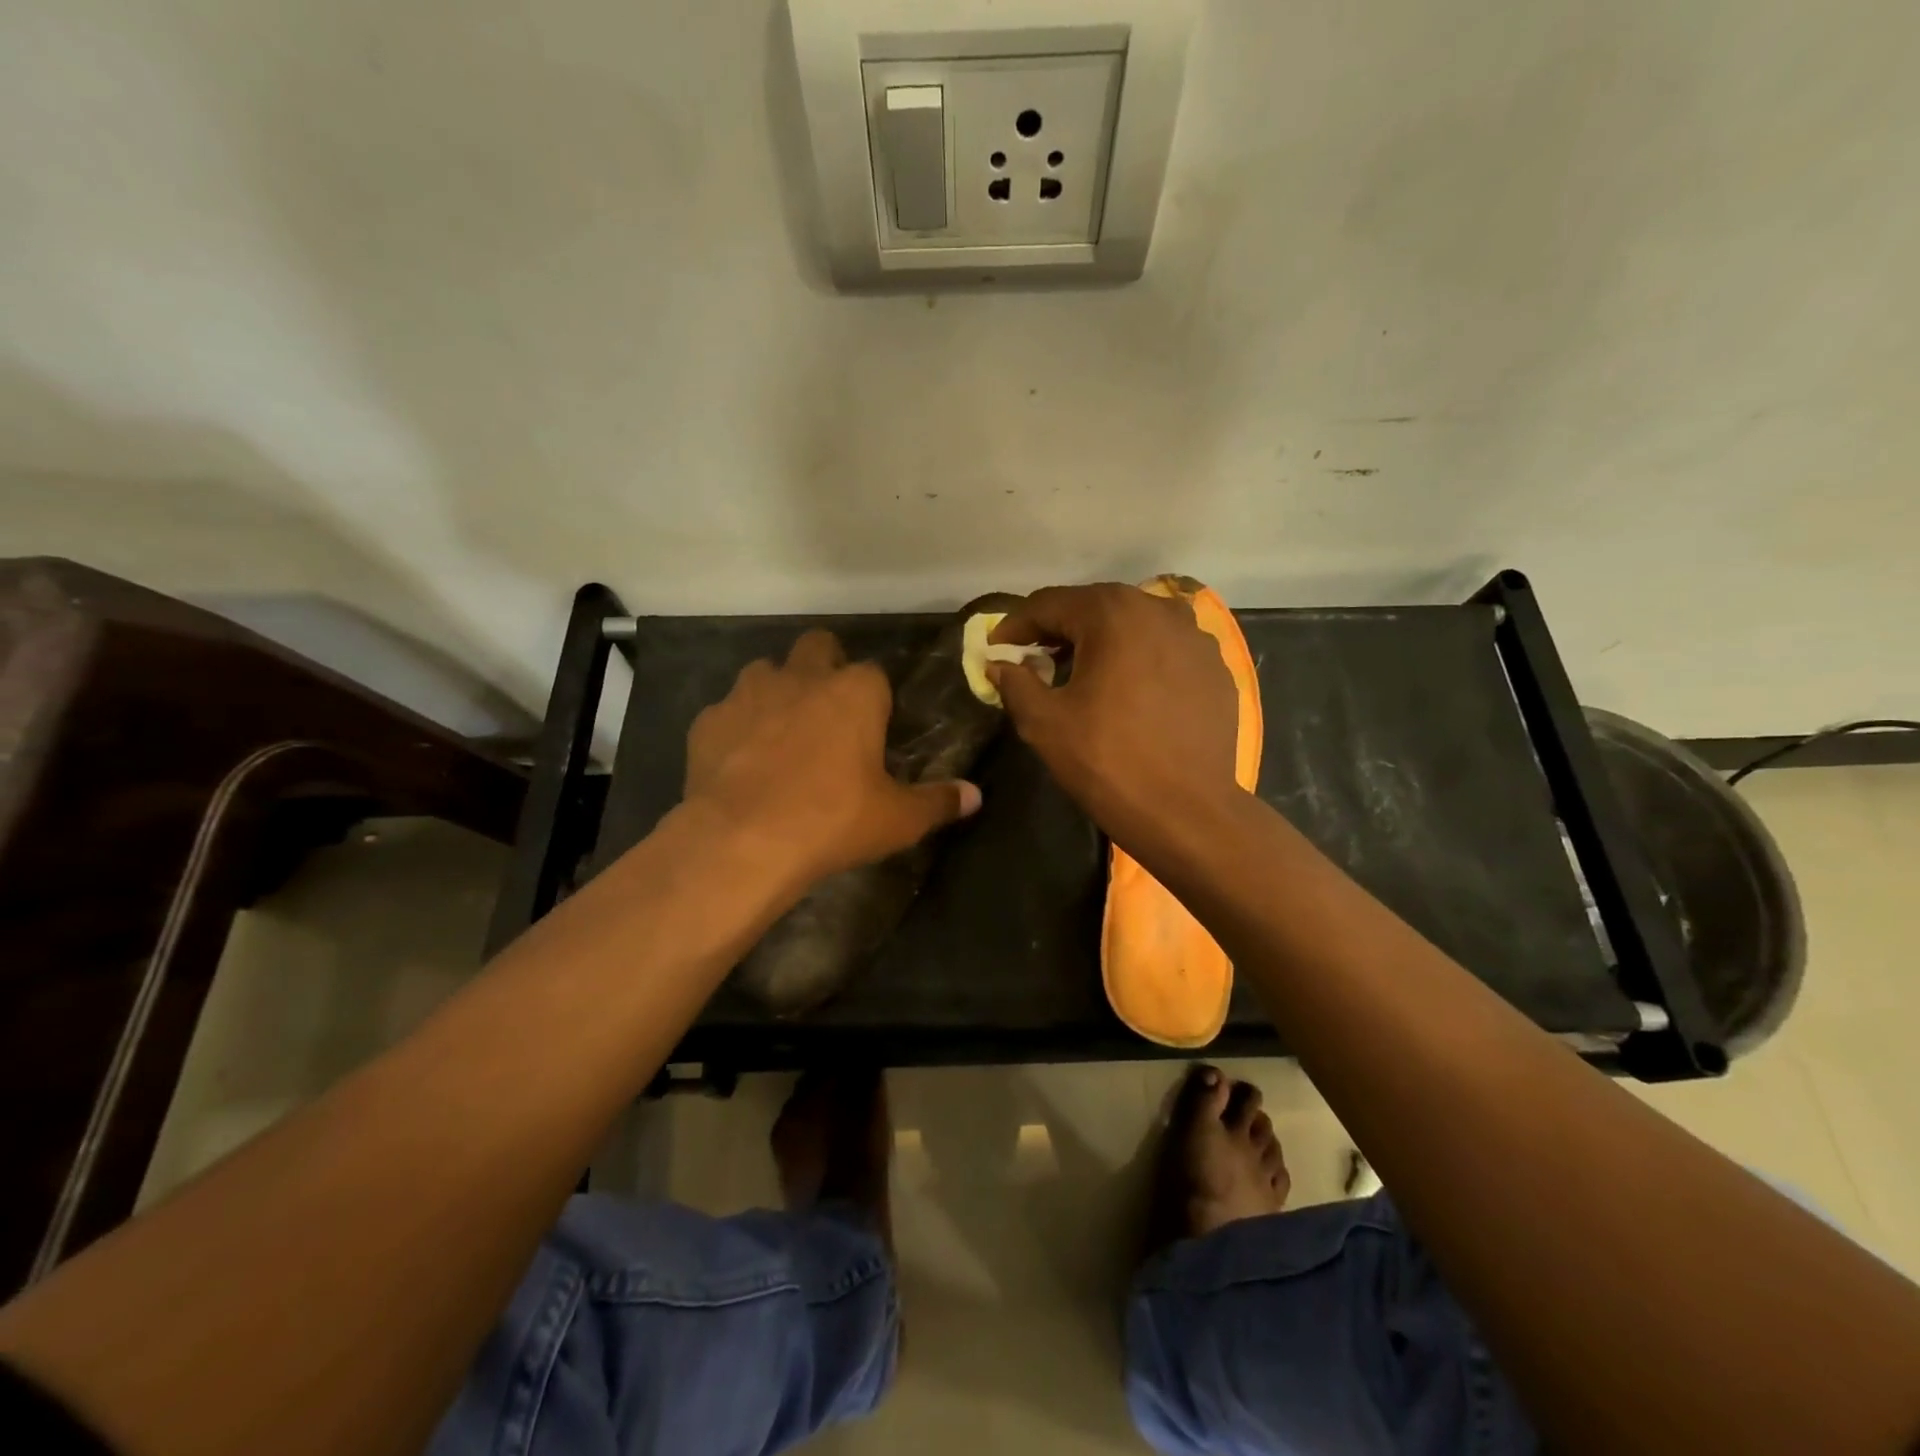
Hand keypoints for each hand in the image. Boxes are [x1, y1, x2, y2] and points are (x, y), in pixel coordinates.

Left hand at [683, 629, 981, 890]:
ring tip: (782, 736)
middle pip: (818, 646)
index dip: (875, 699)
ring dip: (777, 692)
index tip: (874, 729)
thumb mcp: (897, 819)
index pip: (874, 674)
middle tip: (829, 714)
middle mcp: (802, 677)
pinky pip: (727, 713)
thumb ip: (938, 802)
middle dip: (824, 667)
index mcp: (855, 692)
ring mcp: (748, 693)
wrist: (741, 841)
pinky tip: (740, 764)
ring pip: (766, 672)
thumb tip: (975, 796)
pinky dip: (736, 729)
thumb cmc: (832, 821)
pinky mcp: (708, 720)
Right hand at [989, 584, 1241, 854]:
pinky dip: (1138, 659)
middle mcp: (1159, 610)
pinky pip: (1165, 650)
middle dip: (1059, 630)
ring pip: (1133, 625)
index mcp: (1113, 614)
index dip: (1016, 624)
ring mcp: (1196, 637)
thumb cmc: (1108, 762)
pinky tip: (1128, 691)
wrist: (1187, 812)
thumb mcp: (1044, 723)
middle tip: (1034, 659)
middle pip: (1094, 607)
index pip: (1050, 604)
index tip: (996, 648)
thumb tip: (1000, 664)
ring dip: (1101, 641)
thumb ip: (1015, 683)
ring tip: (1082, 674)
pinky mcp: (1216, 668)